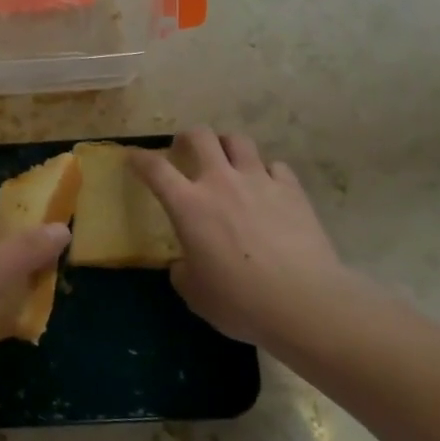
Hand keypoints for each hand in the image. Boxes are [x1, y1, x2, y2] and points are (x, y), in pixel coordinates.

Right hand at [133, 128, 369, 354]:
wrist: (305, 304)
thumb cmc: (241, 303)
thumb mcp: (196, 295)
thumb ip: (183, 272)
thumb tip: (184, 264)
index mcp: (189, 205)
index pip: (155, 168)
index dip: (140, 159)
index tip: (134, 158)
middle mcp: (221, 182)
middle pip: (200, 136)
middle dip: (188, 138)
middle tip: (186, 150)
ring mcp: (259, 181)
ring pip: (238, 141)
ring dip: (227, 146)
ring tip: (228, 161)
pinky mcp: (292, 190)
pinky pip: (275, 166)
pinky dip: (267, 172)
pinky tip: (268, 187)